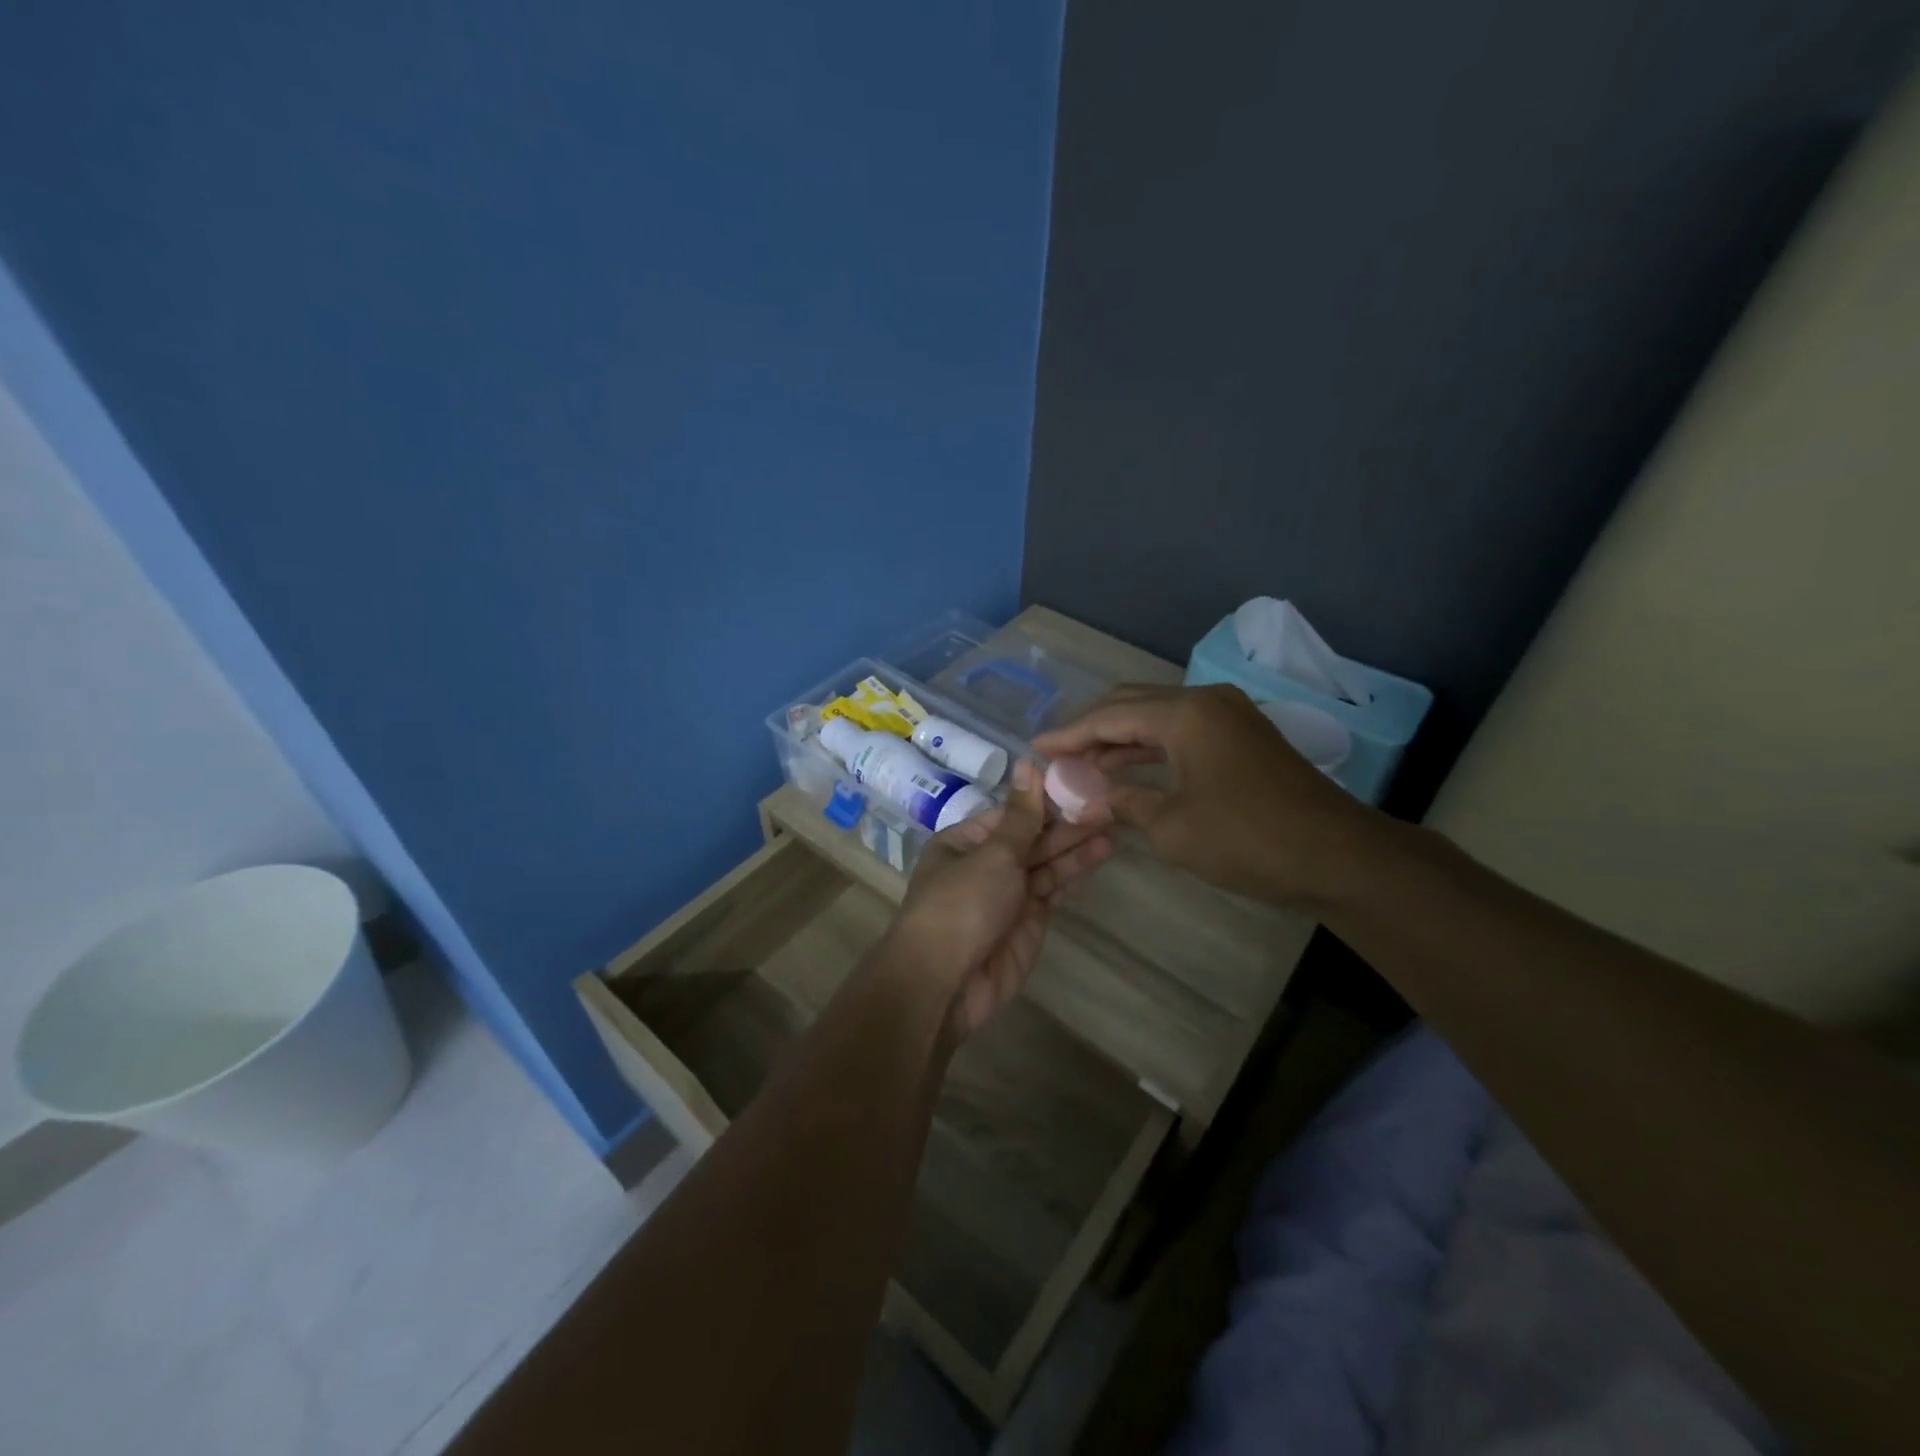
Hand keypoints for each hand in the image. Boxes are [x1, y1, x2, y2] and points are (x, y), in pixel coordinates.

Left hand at [891, 760, 1112, 1038]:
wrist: (945, 983)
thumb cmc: (962, 905)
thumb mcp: (992, 853)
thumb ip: (1021, 815)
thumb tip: (1027, 762)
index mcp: (966, 841)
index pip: (1012, 813)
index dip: (1046, 799)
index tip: (1082, 782)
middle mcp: (986, 864)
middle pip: (1032, 838)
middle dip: (1067, 824)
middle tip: (1109, 806)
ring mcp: (1008, 894)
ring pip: (1046, 864)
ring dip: (1076, 847)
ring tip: (1113, 827)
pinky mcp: (1027, 922)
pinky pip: (1053, 891)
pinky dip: (1073, 875)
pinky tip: (1099, 855)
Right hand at [1032, 684, 1382, 907]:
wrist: (1336, 856)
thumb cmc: (1247, 839)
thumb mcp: (1173, 826)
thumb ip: (1124, 802)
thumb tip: (1087, 799)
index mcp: (1185, 713)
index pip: (1111, 715)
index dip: (1069, 733)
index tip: (1035, 747)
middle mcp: (1205, 701)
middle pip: (1132, 704)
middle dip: (1091, 729)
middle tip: (1057, 754)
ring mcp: (1227, 716)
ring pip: (1156, 717)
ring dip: (1119, 739)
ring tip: (1081, 765)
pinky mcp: (1240, 737)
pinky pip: (1181, 732)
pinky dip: (1149, 749)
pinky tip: (1126, 770)